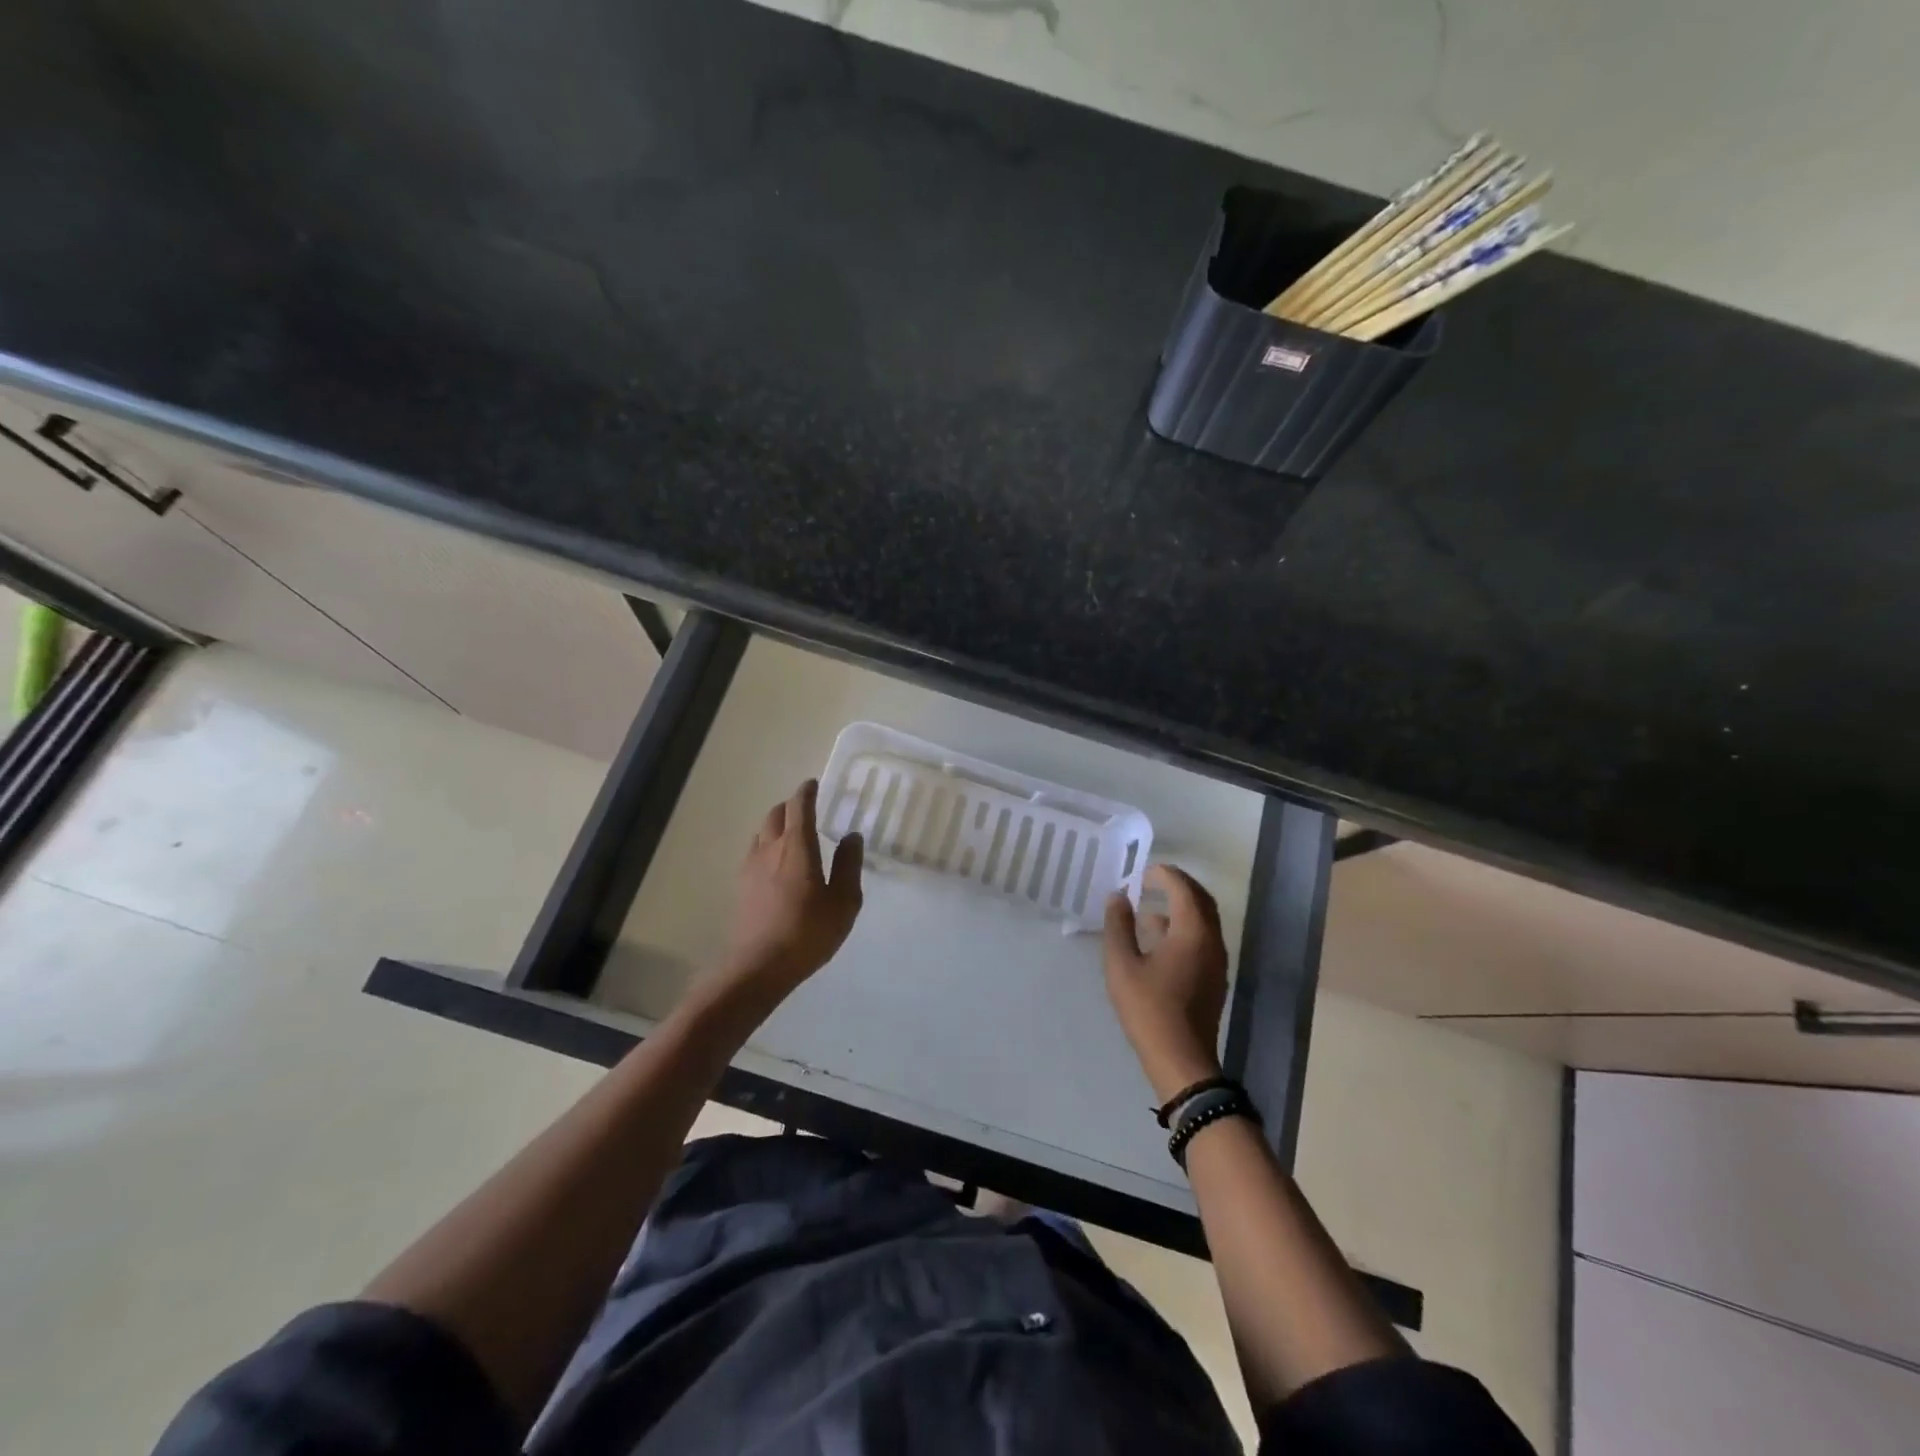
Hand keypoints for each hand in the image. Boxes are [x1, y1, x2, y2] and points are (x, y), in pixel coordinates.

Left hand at [715, 780, 863, 1003]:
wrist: (758, 967)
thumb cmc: (808, 932)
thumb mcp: (843, 902)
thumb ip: (849, 865)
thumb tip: (851, 836)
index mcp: (797, 846)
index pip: (799, 807)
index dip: (806, 792)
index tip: (813, 785)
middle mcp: (770, 848)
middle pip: (776, 814)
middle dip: (791, 806)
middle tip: (806, 810)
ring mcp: (750, 867)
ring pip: (761, 832)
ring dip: (776, 826)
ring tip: (791, 835)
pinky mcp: (741, 886)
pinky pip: (754, 852)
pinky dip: (766, 846)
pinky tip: (775, 864)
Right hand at [1103, 864, 1228, 1101]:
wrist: (1182, 1060)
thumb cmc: (1149, 1008)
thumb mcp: (1122, 964)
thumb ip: (1119, 925)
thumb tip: (1118, 896)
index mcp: (1193, 931)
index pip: (1183, 888)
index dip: (1163, 875)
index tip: (1142, 873)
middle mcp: (1212, 940)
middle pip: (1200, 900)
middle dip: (1177, 886)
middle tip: (1150, 882)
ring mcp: (1216, 960)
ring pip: (1204, 920)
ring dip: (1180, 907)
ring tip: (1148, 911)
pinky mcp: (1214, 977)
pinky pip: (1203, 938)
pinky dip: (1184, 927)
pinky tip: (1158, 941)